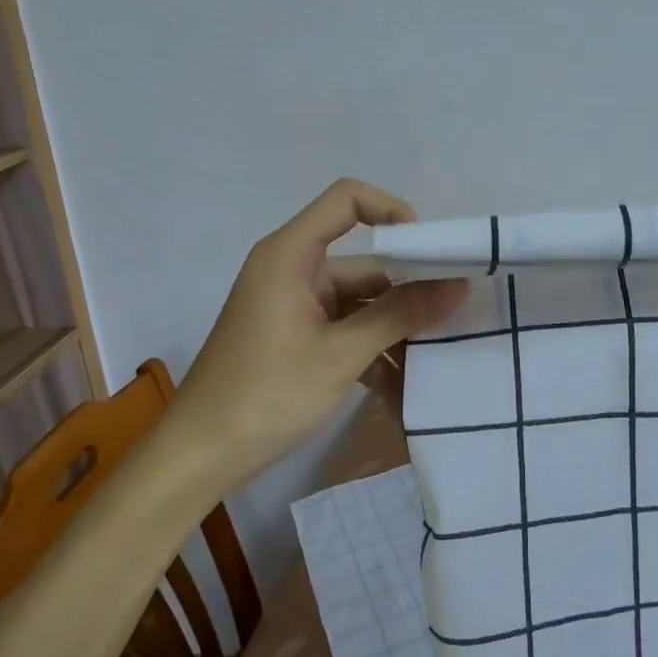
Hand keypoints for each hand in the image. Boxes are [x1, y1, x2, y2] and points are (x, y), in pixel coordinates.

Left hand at [174, 179, 466, 483]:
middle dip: (408, 289)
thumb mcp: (342, 353)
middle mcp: (292, 269)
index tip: (430, 251)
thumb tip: (458, 286)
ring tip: (437, 357)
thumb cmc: (267, 394)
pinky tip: (402, 382)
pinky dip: (371, 347)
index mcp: (291, 255)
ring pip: (359, 301)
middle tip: (455, 316)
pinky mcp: (295, 336)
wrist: (199, 456)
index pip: (347, 199)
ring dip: (394, 327)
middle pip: (364, 262)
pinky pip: (344, 327)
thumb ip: (401, 315)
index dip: (391, 210)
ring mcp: (293, 305)